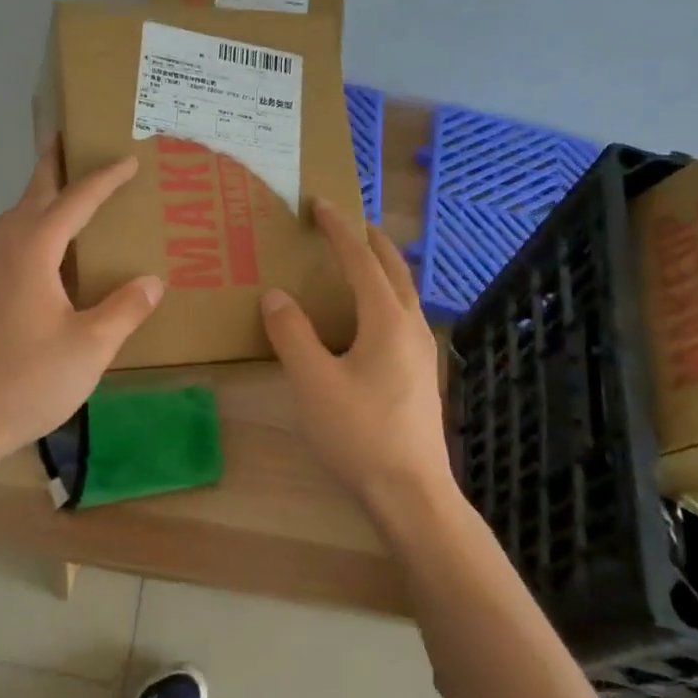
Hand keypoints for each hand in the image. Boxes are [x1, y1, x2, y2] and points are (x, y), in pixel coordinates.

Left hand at [0, 143, 164, 462]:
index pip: (75, 201)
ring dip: (38, 196)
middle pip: (32, 194)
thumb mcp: (90, 347)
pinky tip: (40, 249)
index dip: (104, 180)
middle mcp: (3, 247)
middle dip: (52, 165)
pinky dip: (27, 224)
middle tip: (69, 139)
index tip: (128, 161)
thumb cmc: (26, 379)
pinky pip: (5, 239)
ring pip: (14, 216)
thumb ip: (124, 309)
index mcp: (32, 250)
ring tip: (61, 190)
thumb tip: (153, 281)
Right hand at [260, 200, 452, 511]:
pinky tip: (368, 318)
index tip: (319, 204)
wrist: (411, 493)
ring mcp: (422, 352)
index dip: (339, 229)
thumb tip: (276, 296)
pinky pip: (403, 315)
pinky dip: (385, 295)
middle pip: (394, 269)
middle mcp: (411, 327)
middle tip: (346, 222)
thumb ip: (292, 334)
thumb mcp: (312, 382)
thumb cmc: (359, 433)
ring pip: (404, 293)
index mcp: (387, 320)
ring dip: (381, 267)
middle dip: (370, 240)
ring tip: (358, 260)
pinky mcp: (420, 374)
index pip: (361, 260)